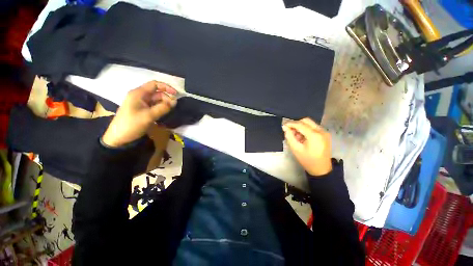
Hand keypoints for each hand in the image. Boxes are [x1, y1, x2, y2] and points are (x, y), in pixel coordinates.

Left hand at [102, 81, 176, 146]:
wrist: (119, 138)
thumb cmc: (132, 124)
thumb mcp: (149, 116)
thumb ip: (163, 108)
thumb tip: (175, 101)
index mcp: (139, 93)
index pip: (155, 84)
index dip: (166, 87)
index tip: (176, 94)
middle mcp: (140, 96)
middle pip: (157, 92)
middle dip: (166, 98)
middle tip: (173, 107)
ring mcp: (140, 103)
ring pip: (156, 100)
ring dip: (164, 104)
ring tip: (170, 110)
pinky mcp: (142, 110)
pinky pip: (154, 105)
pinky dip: (160, 108)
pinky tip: (165, 113)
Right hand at [283, 118, 331, 175]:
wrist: (321, 169)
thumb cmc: (307, 160)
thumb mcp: (296, 149)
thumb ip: (289, 136)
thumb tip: (284, 127)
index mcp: (314, 135)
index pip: (300, 125)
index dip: (291, 124)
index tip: (284, 125)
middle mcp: (321, 131)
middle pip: (306, 121)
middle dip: (296, 124)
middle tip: (290, 130)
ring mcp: (324, 132)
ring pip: (310, 124)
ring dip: (301, 127)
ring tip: (296, 136)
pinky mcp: (325, 135)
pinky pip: (313, 128)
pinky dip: (306, 130)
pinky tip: (302, 137)